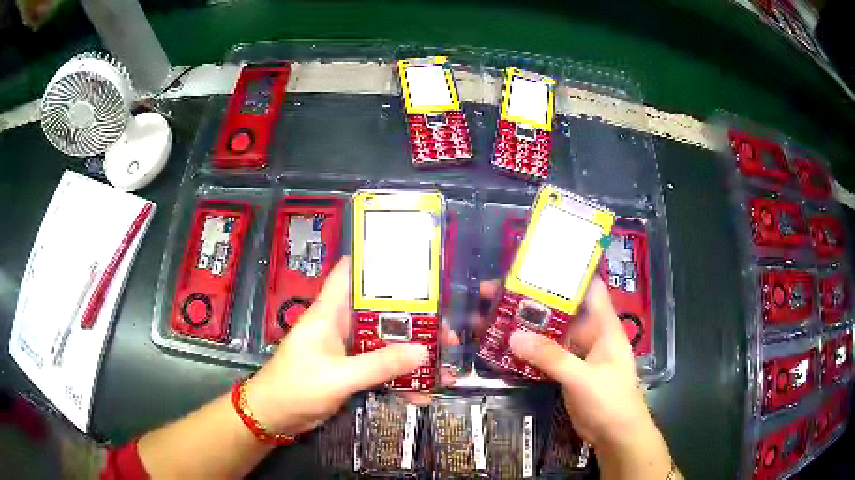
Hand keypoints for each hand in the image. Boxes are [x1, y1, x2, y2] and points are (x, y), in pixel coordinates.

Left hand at [243, 257, 435, 435]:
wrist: (275, 417)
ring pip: (384, 344)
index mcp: (329, 313)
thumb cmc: (296, 387)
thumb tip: (423, 351)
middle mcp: (340, 326)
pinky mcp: (350, 371)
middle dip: (413, 320)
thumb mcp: (338, 376)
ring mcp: (346, 350)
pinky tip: (421, 393)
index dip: (376, 264)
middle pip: (380, 313)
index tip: (412, 264)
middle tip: (445, 330)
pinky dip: (399, 379)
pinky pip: (380, 369)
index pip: (350, 274)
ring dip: (411, 353)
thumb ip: (378, 365)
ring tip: (443, 363)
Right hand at [486, 278, 673, 478]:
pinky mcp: (566, 371)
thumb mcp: (582, 378)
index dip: (565, 271)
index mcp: (603, 326)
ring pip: (548, 333)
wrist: (615, 435)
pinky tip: (502, 348)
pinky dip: (526, 351)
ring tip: (490, 317)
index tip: (535, 261)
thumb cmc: (611, 401)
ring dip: (524, 326)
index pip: (588, 287)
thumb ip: (551, 357)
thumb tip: (513, 336)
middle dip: (531, 300)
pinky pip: (544, 355)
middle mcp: (589, 334)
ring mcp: (577, 353)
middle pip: (559, 309)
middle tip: (494, 292)